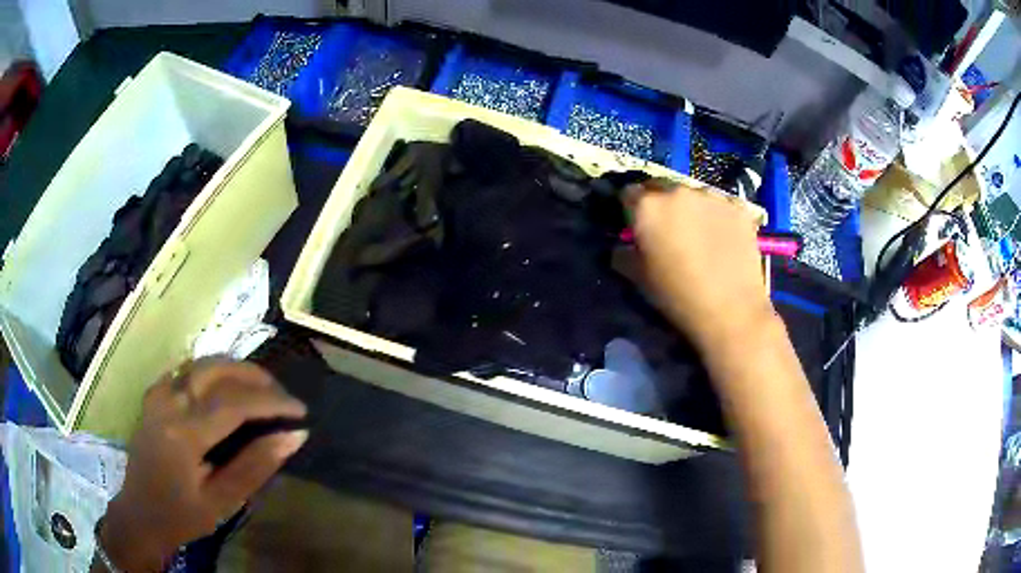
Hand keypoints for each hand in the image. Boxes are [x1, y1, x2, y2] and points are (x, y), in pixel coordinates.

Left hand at [99, 359, 307, 571]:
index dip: (272, 402)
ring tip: (262, 390)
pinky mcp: (154, 393)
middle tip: (283, 397)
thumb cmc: (182, 515)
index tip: (301, 411)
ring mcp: (158, 392)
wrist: (140, 513)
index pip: (235, 402)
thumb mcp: (223, 501)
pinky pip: (187, 369)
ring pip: (202, 362)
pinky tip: (226, 389)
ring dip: (236, 370)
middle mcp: (168, 400)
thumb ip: (256, 466)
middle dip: (256, 377)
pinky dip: (214, 372)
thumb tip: (294, 436)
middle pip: (218, 369)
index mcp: (184, 432)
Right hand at [629, 181, 773, 351]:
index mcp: (648, 206)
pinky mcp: (739, 206)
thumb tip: (625, 244)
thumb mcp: (639, 279)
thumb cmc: (678, 298)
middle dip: (662, 206)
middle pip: (663, 189)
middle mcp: (678, 191)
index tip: (637, 226)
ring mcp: (712, 196)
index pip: (629, 193)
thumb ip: (624, 253)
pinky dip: (719, 217)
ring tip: (702, 237)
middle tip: (670, 232)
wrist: (732, 312)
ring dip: (692, 209)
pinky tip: (725, 240)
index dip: (631, 210)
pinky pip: (722, 205)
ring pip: (694, 195)